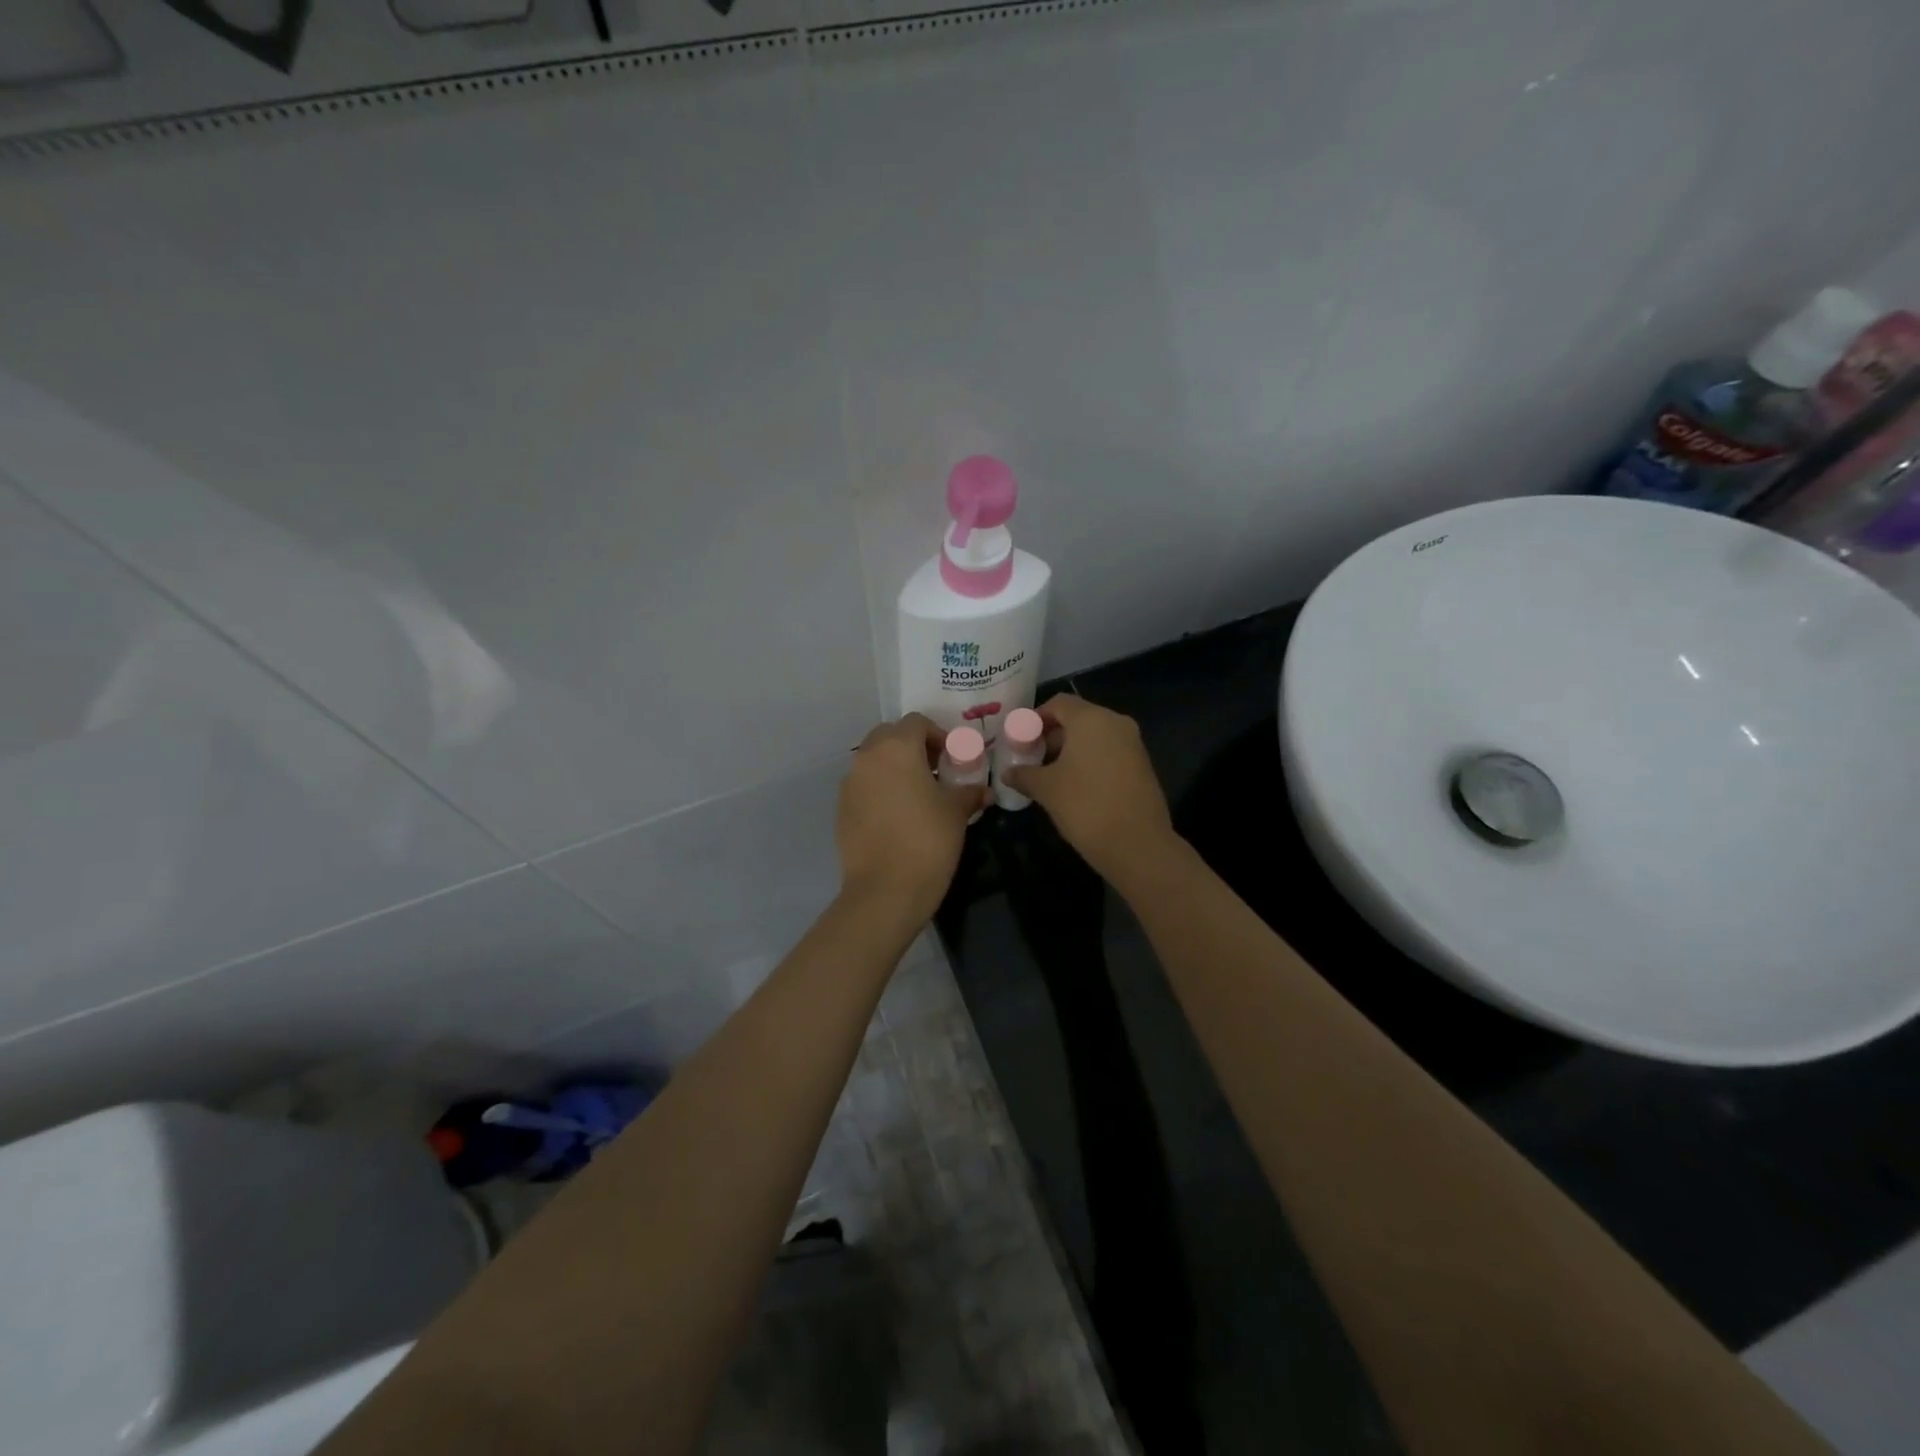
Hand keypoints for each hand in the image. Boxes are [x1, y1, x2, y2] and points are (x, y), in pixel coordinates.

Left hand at [837, 714, 986, 923]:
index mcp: (896, 748)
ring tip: (918, 795)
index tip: (953, 758)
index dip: (938, 735)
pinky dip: (880, 790)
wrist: (885, 889)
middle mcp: (867, 757)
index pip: (917, 723)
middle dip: (912, 747)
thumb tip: (983, 790)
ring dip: (895, 768)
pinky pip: (863, 786)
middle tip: (935, 772)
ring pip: (874, 761)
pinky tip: (897, 817)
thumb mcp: (956, 812)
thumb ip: (969, 792)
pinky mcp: (841, 808)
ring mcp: (849, 783)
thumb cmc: (928, 840)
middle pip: (890, 736)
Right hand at [1001, 695, 1178, 888]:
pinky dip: (1090, 760)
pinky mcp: (1142, 765)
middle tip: (1032, 757)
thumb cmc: (1085, 805)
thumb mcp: (1047, 789)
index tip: (1020, 737)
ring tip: (1049, 774)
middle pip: (1078, 718)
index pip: (1059, 703)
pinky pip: (1109, 752)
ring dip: (1071, 750)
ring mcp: (1133, 744)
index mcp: (1091, 719)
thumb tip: (1008, 773)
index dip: (1036, 717)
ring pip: (1095, 736)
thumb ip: (1024, 775)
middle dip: (1052, 735)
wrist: (1137, 843)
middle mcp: (1116, 723)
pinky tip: (1075, 785)